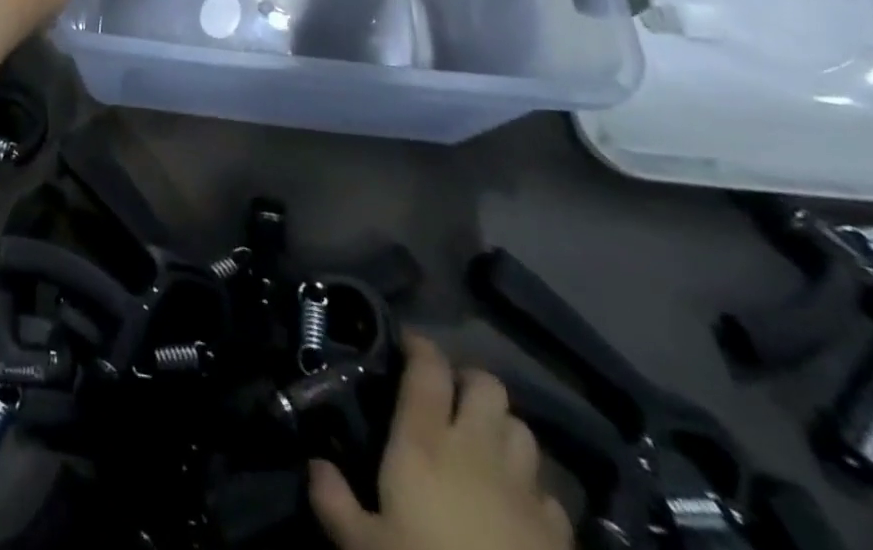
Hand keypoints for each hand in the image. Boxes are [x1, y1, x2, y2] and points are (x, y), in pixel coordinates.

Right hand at [309, 334, 571, 549]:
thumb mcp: (365, 546)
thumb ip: (335, 502)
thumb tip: (314, 465)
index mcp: (425, 442)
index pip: (428, 369)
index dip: (419, 346)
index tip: (405, 344)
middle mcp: (476, 450)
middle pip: (487, 386)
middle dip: (468, 382)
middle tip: (447, 397)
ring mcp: (523, 491)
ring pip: (522, 429)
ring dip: (502, 429)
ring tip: (483, 445)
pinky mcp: (557, 533)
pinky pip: (547, 491)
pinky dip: (531, 488)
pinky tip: (515, 505)